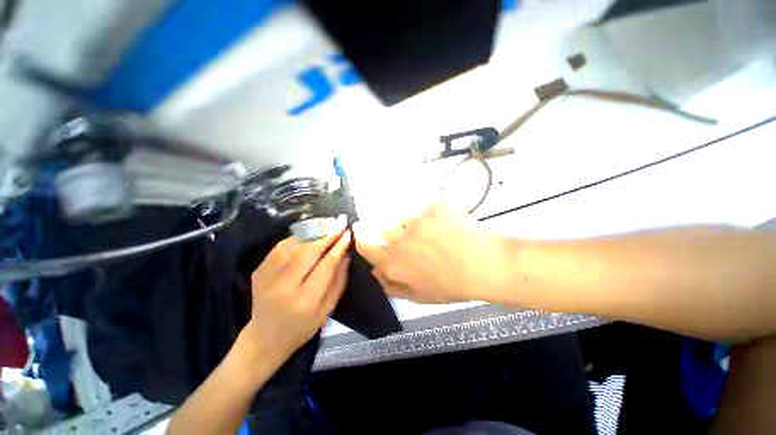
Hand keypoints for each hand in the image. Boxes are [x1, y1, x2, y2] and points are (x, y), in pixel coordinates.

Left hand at [244, 216, 350, 358]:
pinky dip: (298, 236)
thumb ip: (339, 280)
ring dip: (313, 230)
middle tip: (340, 221)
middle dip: (327, 233)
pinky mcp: (259, 270)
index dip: (338, 246)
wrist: (265, 338)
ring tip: (328, 222)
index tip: (348, 233)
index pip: (326, 265)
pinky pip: (282, 246)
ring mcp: (268, 276)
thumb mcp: (327, 310)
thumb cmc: (302, 327)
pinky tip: (311, 232)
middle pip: (308, 250)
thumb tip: (346, 253)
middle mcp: (284, 286)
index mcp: (305, 300)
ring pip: (294, 244)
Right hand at [354, 202, 499, 303]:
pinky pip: (428, 210)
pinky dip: (435, 217)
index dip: (362, 236)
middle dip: (397, 235)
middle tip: (418, 241)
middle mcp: (398, 238)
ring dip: (417, 226)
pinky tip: (450, 227)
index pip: (365, 243)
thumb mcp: (419, 295)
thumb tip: (376, 273)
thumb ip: (392, 285)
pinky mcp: (433, 206)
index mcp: (393, 261)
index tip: (362, 230)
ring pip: (408, 219)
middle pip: (386, 229)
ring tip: (438, 235)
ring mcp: (417, 220)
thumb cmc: (451, 285)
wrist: (484, 264)